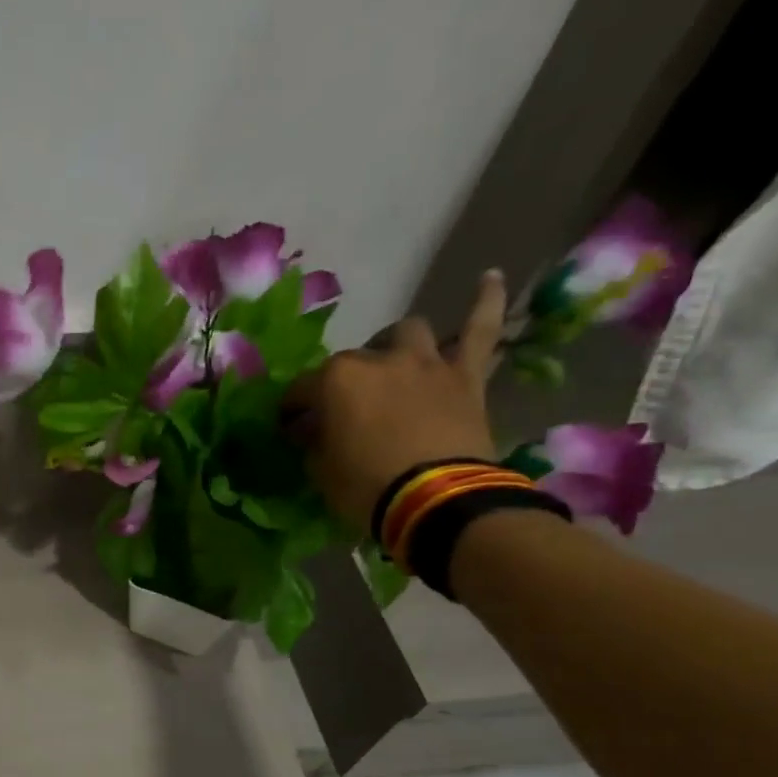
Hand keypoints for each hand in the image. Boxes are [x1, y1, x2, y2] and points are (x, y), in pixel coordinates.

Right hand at [286, 270, 507, 531]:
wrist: (436, 499)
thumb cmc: (365, 488)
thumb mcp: (321, 471)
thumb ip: (314, 441)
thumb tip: (311, 429)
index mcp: (334, 381)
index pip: (299, 390)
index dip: (291, 410)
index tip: (289, 428)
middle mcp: (377, 359)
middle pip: (350, 361)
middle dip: (339, 383)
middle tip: (339, 410)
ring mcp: (424, 362)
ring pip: (406, 333)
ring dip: (393, 344)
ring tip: (389, 360)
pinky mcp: (464, 374)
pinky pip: (480, 329)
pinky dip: (484, 302)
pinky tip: (489, 277)